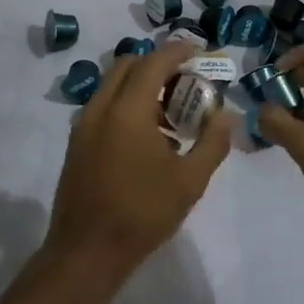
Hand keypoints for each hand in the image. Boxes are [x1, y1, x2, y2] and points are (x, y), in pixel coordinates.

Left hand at [45, 40, 231, 270]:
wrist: (87, 252)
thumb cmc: (142, 214)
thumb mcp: (189, 181)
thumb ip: (212, 142)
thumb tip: (226, 115)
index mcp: (127, 110)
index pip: (154, 62)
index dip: (178, 52)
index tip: (199, 53)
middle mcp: (101, 107)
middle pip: (129, 66)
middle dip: (158, 65)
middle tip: (186, 82)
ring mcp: (84, 125)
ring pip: (113, 85)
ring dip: (142, 86)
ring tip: (172, 115)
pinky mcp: (77, 143)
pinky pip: (104, 106)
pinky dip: (126, 104)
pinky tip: (148, 137)